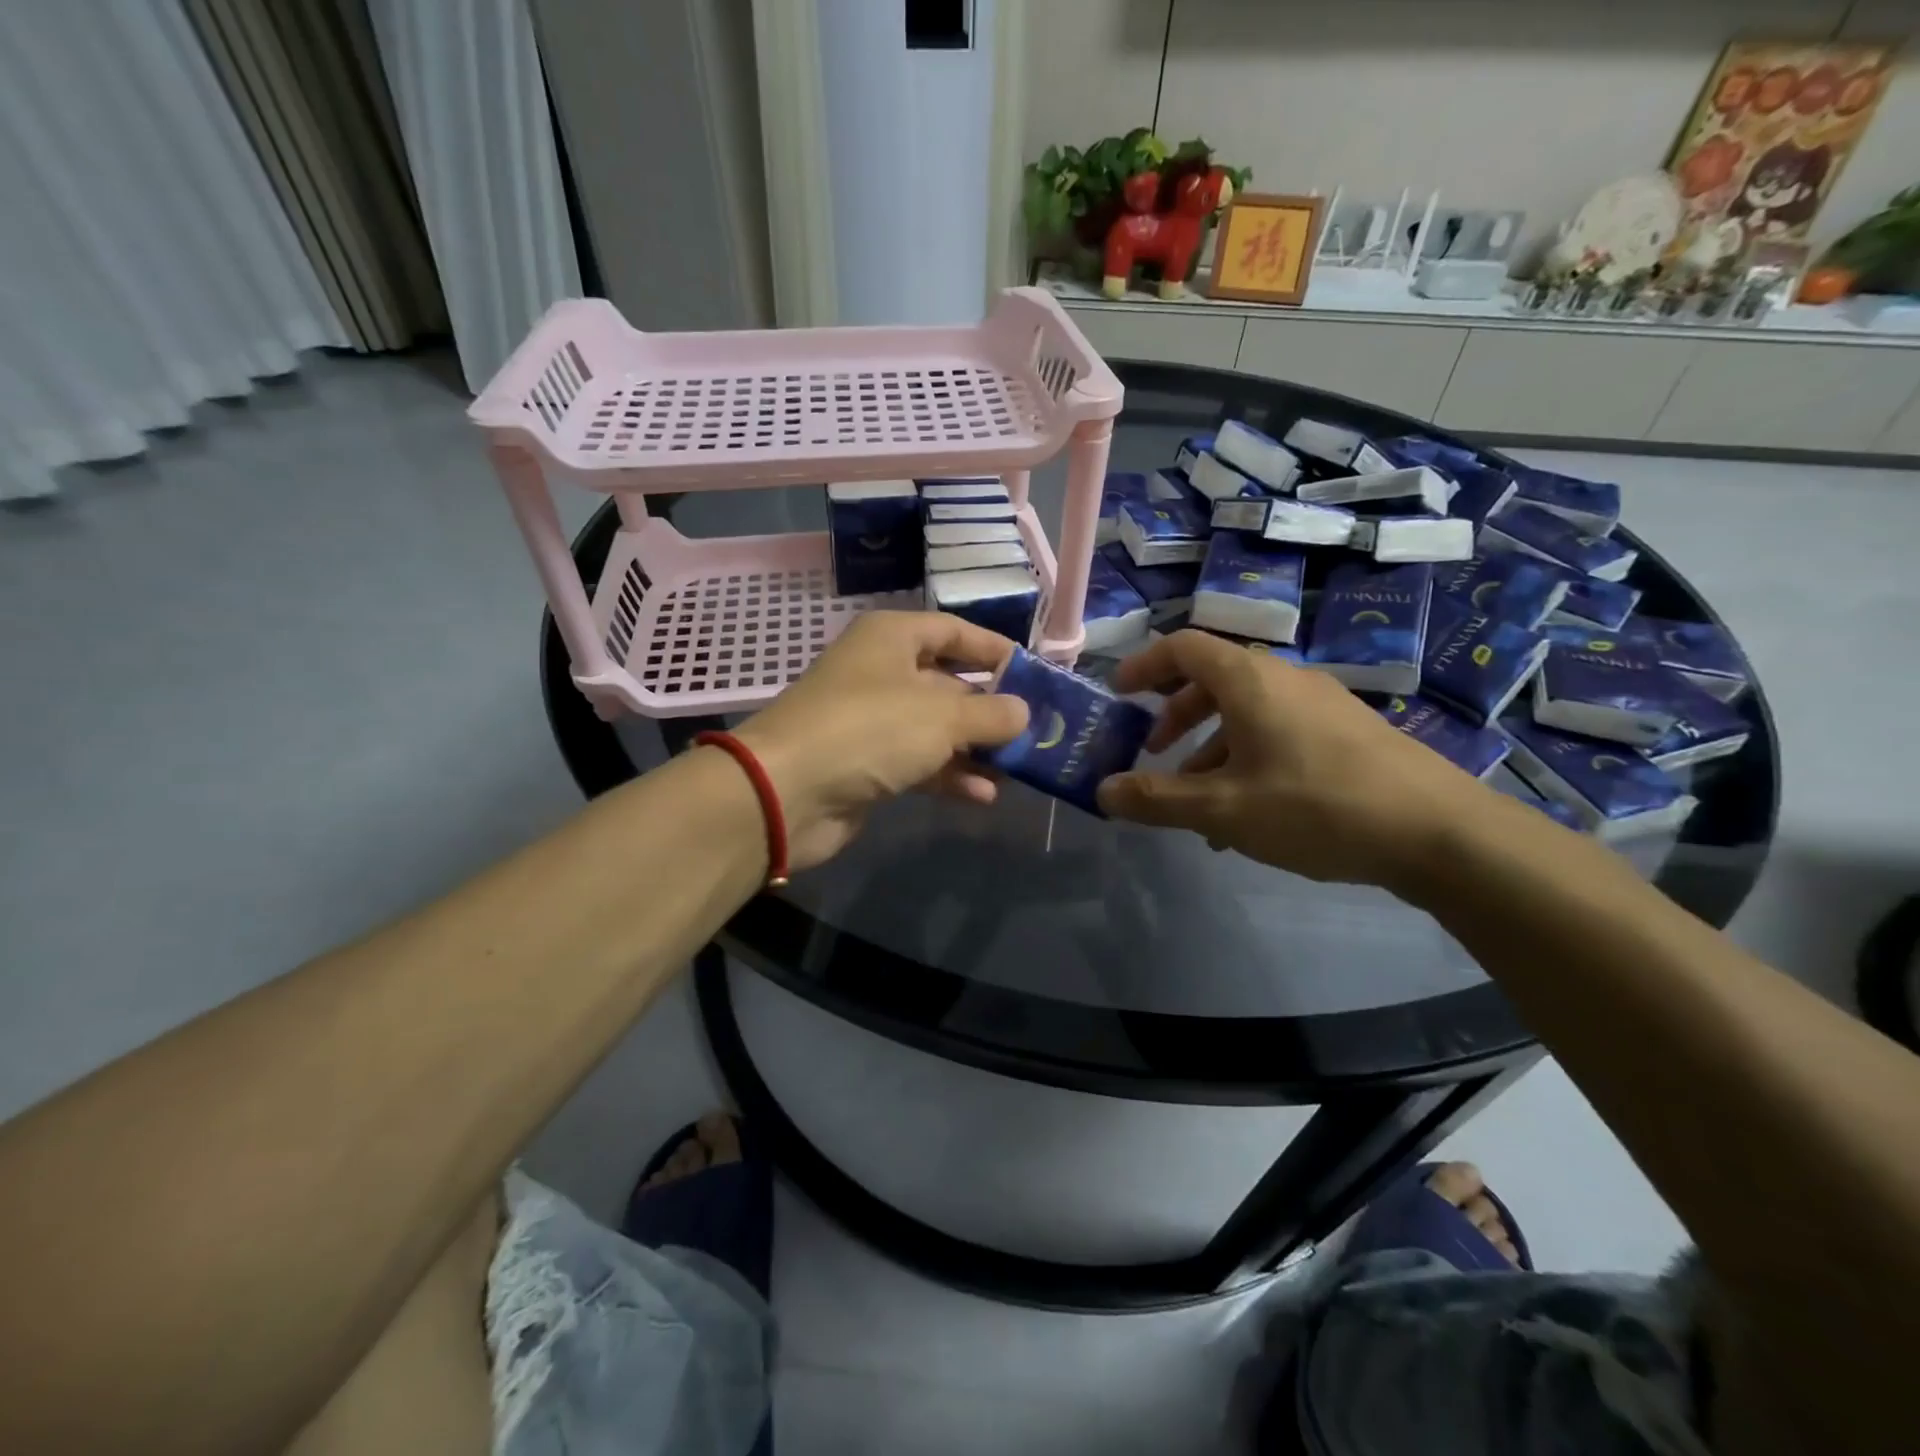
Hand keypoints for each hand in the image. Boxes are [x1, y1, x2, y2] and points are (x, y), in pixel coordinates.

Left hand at [732, 612, 1028, 869]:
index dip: (994, 650)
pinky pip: (919, 762)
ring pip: (936, 728)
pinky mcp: (866, 763)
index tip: (1034, 674)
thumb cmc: (870, 729)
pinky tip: (983, 795)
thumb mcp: (942, 716)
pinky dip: (949, 776)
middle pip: (948, 683)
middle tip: (1035, 729)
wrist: (787, 790)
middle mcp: (881, 672)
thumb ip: (991, 713)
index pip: (953, 632)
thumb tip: (1024, 711)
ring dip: (975, 748)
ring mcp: (872, 720)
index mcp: (893, 639)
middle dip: (990, 709)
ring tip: (1017, 768)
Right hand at [1096, 630, 1492, 888]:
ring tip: (1196, 799)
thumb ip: (1157, 799)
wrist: (1439, 832)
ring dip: (1210, 745)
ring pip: (1247, 711)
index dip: (1145, 664)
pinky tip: (1247, 813)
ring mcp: (1321, 704)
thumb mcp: (1223, 809)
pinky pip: (1279, 731)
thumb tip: (1102, 791)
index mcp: (1249, 680)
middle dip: (1175, 713)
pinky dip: (1247, 758)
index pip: (1184, 647)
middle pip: (1214, 678)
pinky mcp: (1347, 732)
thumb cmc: (1316, 807)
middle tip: (1154, 750)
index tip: (1120, 694)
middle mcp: (1285, 679)